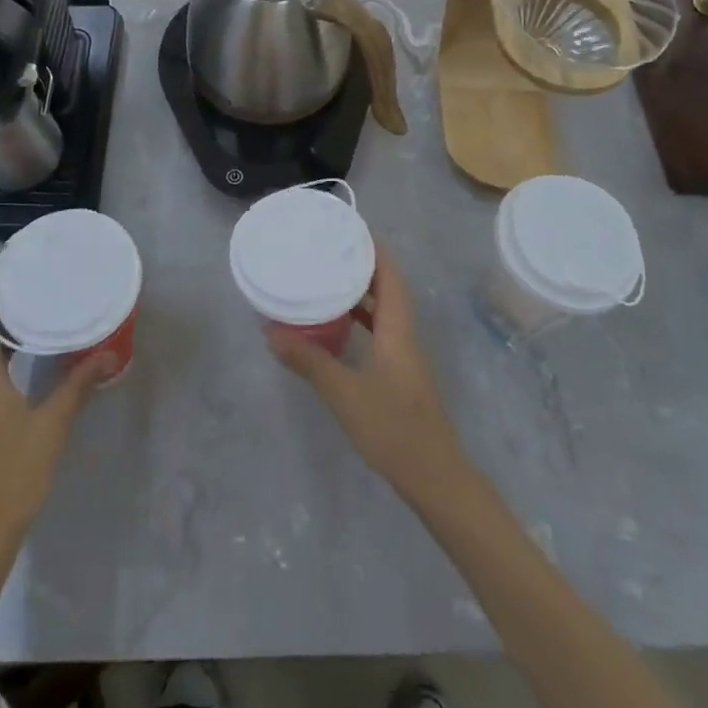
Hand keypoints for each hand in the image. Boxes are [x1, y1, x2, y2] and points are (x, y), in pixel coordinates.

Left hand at [0, 310, 111, 550]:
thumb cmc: (11, 473)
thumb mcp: (51, 425)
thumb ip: (78, 385)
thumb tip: (108, 351)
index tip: (19, 273)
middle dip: (10, 311)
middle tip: (44, 289)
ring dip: (12, 336)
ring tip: (47, 317)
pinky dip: (12, 360)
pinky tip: (39, 363)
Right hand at [267, 249, 469, 499]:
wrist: (436, 479)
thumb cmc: (394, 429)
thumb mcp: (345, 394)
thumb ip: (309, 362)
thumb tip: (271, 333)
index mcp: (398, 330)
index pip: (390, 276)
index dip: (374, 249)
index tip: (351, 228)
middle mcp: (404, 336)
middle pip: (389, 289)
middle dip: (364, 266)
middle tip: (330, 250)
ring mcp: (404, 357)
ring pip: (385, 312)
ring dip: (362, 293)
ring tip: (329, 279)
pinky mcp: (400, 376)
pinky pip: (381, 333)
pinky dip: (361, 321)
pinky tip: (338, 328)